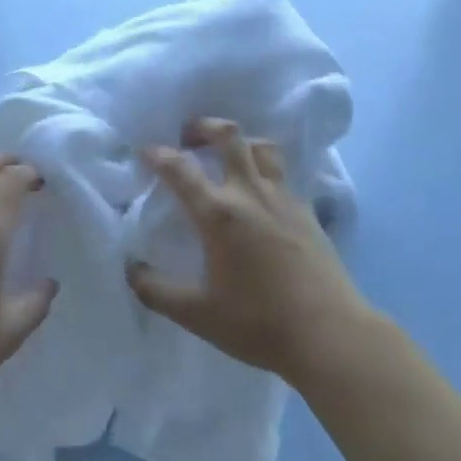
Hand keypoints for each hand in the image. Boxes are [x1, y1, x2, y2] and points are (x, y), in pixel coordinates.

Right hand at [128, 118, 369, 386]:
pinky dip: (265, 169)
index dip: (158, 155)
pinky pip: (283, 175)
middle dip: (204, 126)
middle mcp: (250, 194)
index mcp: (219, 214)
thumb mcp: (197, 314)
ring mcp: (284, 199)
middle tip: (189, 136)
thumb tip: (131, 269)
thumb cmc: (258, 323)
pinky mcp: (308, 212)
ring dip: (240, 142)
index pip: (181, 170)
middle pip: (229, 137)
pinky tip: (260, 194)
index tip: (145, 151)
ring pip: (262, 148)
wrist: (329, 334)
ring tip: (228, 155)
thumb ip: (156, 291)